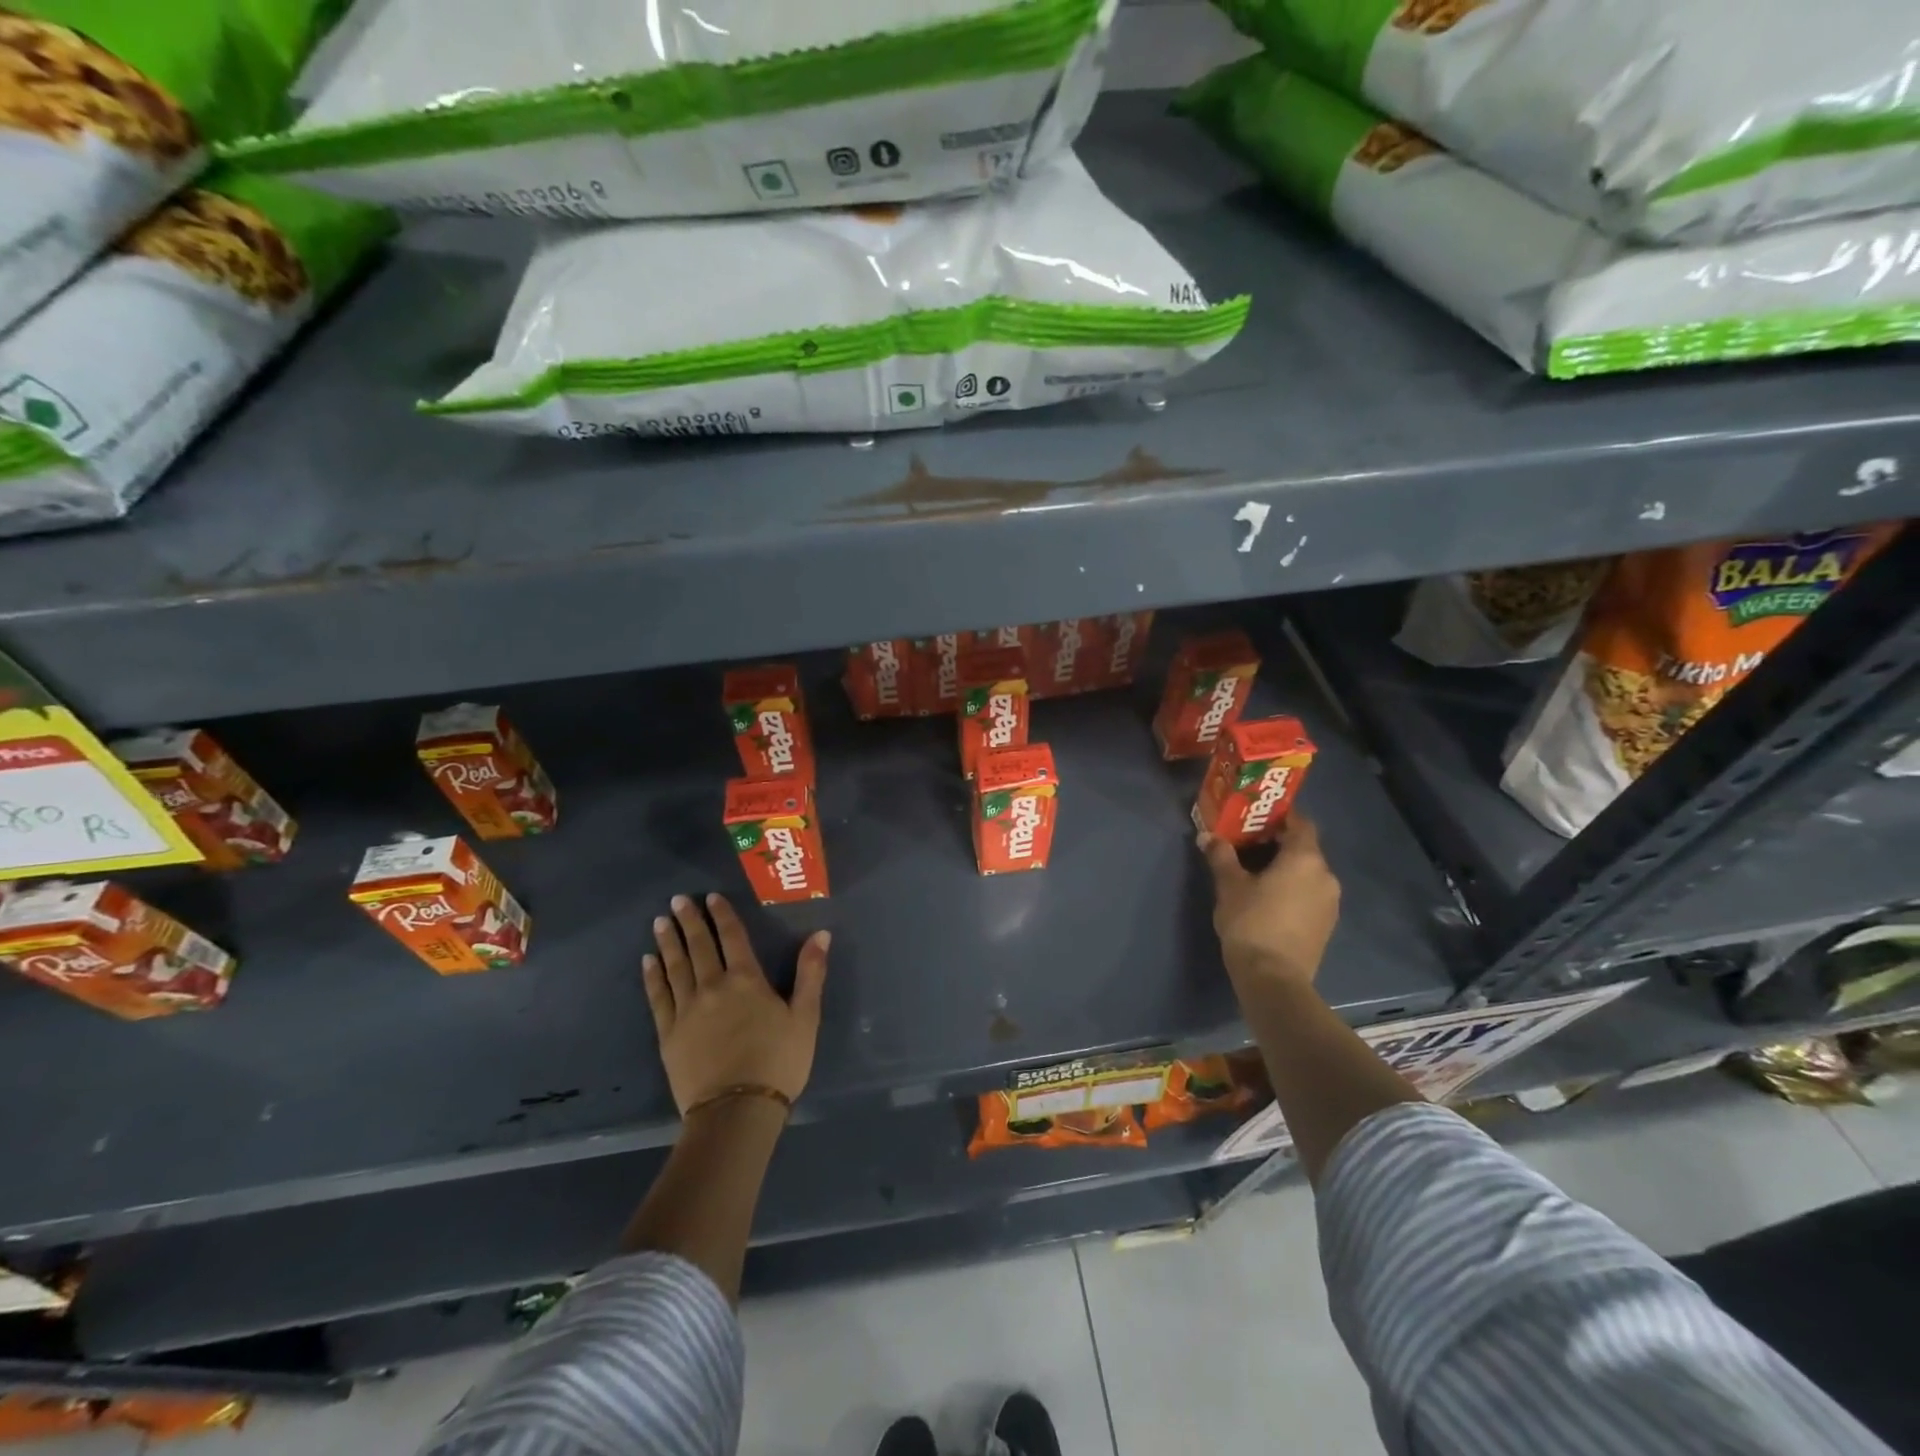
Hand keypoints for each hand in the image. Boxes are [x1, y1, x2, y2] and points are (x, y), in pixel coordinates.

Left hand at [642, 893, 829, 1114]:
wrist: (736, 1110)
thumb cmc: (778, 1062)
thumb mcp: (806, 1017)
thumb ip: (811, 973)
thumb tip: (821, 934)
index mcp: (747, 980)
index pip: (732, 937)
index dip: (722, 915)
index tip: (710, 897)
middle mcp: (713, 986)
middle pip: (700, 946)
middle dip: (690, 921)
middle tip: (678, 900)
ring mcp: (687, 1010)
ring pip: (676, 967)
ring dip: (668, 942)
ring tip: (660, 922)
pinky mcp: (669, 1034)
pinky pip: (658, 997)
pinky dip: (652, 977)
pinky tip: (647, 962)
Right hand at [1197, 814, 1340, 990]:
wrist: (1274, 978)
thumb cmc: (1252, 922)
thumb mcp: (1229, 885)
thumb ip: (1221, 856)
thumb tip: (1208, 836)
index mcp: (1305, 859)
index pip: (1300, 823)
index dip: (1280, 817)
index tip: (1255, 818)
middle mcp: (1326, 875)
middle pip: (1304, 848)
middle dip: (1277, 843)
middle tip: (1247, 844)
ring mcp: (1330, 902)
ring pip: (1308, 873)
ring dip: (1286, 868)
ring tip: (1255, 873)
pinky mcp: (1326, 924)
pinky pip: (1310, 894)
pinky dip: (1293, 889)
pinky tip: (1269, 899)